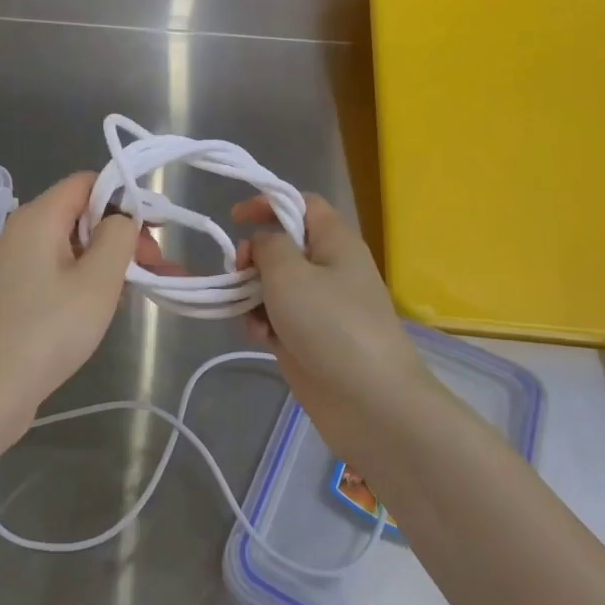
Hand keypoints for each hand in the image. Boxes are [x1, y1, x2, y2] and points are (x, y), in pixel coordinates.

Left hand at [0, 172, 163, 432]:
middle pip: (80, 212)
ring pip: (70, 243)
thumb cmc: (51, 329)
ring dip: (107, 258)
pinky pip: (55, 267)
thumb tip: (121, 218)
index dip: (125, 197)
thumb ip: (118, 235)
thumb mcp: (99, 280)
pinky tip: (104, 302)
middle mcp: (20, 229)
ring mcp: (12, 260)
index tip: (154, 229)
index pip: (87, 182)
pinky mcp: (12, 289)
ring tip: (139, 286)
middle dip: (121, 232)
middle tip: (153, 266)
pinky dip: (84, 275)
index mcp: (38, 216)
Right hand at [234, 192, 418, 410]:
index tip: (236, 217)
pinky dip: (264, 324)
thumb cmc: (329, 324)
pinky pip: (278, 318)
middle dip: (254, 257)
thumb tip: (263, 243)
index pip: (303, 204)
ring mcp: (321, 306)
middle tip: (239, 272)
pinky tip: (262, 339)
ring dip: (253, 295)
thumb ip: (268, 245)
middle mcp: (330, 268)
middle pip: (283, 246)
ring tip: (251, 314)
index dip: (270, 203)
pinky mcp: (310, 338)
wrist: (368, 401)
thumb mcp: (289, 272)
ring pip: (275, 285)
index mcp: (335, 241)